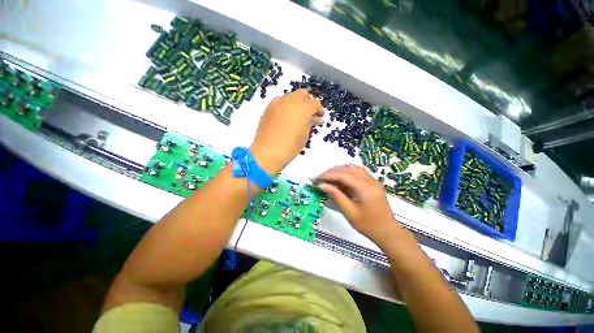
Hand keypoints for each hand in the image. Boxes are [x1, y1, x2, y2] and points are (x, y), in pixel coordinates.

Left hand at [250, 89, 322, 174]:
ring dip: (297, 103)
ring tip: (297, 115)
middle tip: (309, 114)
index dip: (319, 109)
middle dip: (308, 102)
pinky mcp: (269, 107)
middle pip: (303, 94)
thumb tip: (314, 118)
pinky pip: (280, 101)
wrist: (268, 152)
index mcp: (303, 109)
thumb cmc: (290, 146)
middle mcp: (291, 101)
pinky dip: (286, 105)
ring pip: (291, 95)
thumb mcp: (305, 135)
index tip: (319, 116)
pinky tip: (286, 116)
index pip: (315, 103)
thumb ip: (310, 123)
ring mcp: (278, 103)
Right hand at [316, 165, 405, 247]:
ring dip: (340, 170)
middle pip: (348, 169)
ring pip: (354, 168)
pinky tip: (341, 179)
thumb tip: (322, 185)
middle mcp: (370, 180)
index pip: (343, 175)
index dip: (328, 175)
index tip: (316, 179)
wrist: (387, 232)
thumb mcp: (349, 212)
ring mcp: (373, 180)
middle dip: (332, 171)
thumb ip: (336, 196)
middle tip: (321, 178)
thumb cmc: (368, 225)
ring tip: (329, 177)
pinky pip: (359, 172)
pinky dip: (347, 172)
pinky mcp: (373, 183)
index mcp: (365, 188)